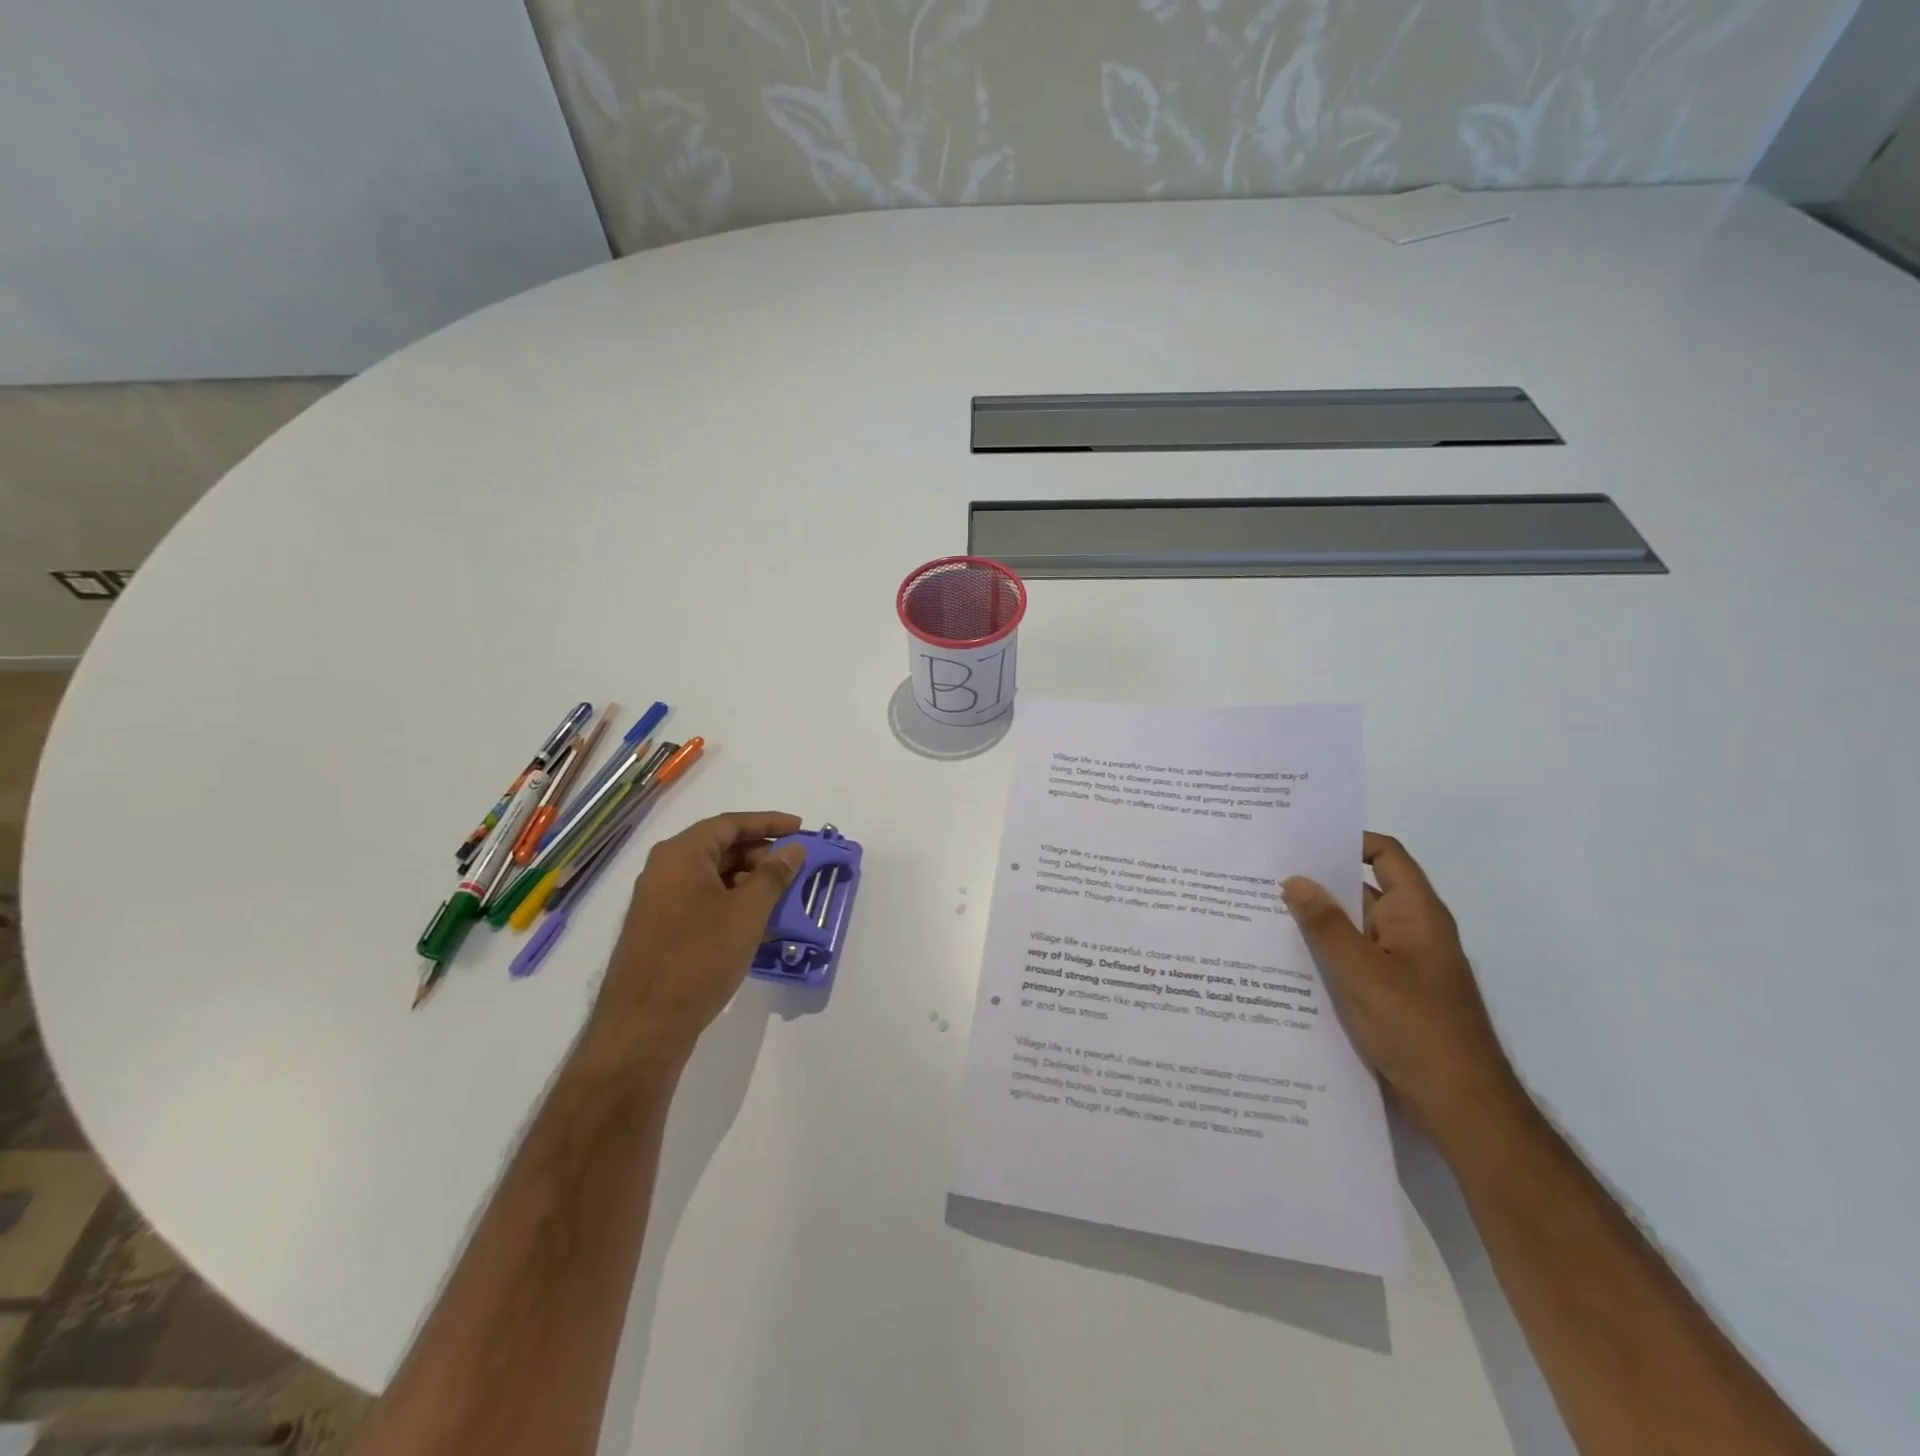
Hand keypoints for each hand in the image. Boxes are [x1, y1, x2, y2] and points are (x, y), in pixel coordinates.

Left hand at [589, 811, 806, 1069]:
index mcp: (681, 855)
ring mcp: (660, 902)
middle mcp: (665, 870)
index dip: (768, 823)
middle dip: (761, 857)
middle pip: (721, 849)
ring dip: (750, 885)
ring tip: (783, 901)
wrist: (644, 1026)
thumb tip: (792, 849)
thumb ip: (774, 875)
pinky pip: (703, 904)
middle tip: (795, 870)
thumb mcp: (747, 913)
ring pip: (714, 879)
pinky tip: (759, 927)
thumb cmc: (699, 958)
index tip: (800, 828)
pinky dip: (733, 906)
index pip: (730, 824)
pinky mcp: (661, 931)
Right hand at [1282, 833, 1515, 1126]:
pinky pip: (1352, 959)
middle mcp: (1410, 931)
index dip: (1348, 840)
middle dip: (1318, 881)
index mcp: (1416, 914)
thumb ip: (1326, 925)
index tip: (1300, 839)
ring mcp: (1401, 963)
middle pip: (1362, 889)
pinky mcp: (1390, 992)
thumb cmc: (1416, 1028)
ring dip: (1316, 921)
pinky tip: (1284, 960)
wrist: (1460, 1105)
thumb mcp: (1362, 972)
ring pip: (1353, 928)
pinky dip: (1324, 954)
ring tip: (1261, 911)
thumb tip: (1295, 880)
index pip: (1385, 855)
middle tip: (1264, 872)